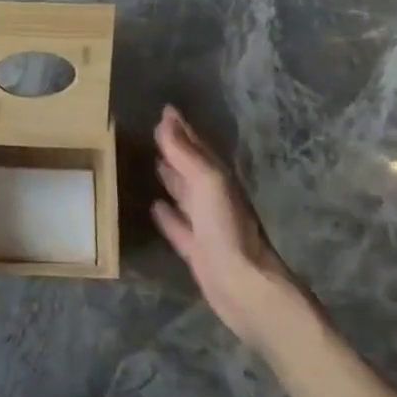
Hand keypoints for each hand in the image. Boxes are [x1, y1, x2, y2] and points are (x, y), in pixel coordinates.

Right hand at [152, 105, 302, 347]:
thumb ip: (185, 153)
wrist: (244, 286)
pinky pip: (178, 225)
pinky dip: (167, 215)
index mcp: (219, 178)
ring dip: (171, 178)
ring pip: (185, 194)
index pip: (197, 146)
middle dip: (176, 150)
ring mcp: (206, 225)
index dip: (182, 128)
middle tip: (155, 132)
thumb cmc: (228, 229)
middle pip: (192, 168)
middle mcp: (214, 198)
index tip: (165, 110)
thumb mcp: (207, 182)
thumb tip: (166, 119)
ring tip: (153, 163)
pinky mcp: (197, 250)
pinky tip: (153, 206)